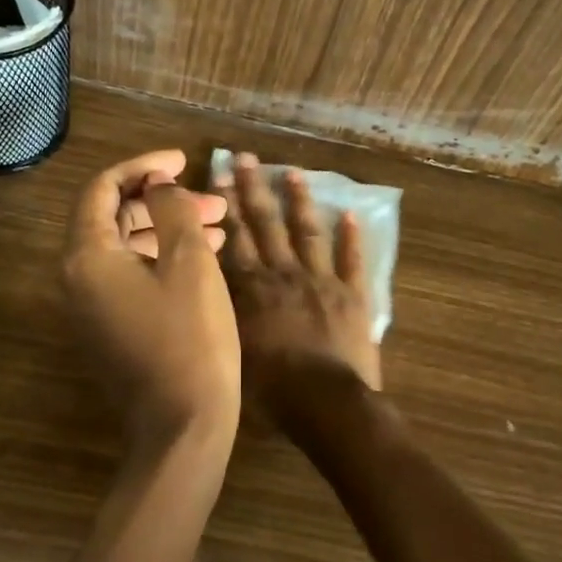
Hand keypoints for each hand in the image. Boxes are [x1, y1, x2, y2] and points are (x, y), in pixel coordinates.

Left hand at [63, 150, 239, 454]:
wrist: (184, 429)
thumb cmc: (191, 338)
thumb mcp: (189, 261)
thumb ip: (171, 209)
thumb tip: (158, 184)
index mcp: (88, 257)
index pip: (103, 189)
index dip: (143, 166)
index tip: (183, 160)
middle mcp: (79, 279)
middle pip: (114, 217)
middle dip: (163, 201)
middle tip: (211, 201)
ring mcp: (92, 307)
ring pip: (127, 247)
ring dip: (168, 229)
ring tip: (219, 226)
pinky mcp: (111, 328)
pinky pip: (132, 276)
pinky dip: (163, 259)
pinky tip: (205, 257)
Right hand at [215, 152, 381, 426]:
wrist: (325, 404)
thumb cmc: (272, 390)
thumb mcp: (231, 351)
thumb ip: (223, 313)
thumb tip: (209, 285)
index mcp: (253, 289)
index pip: (235, 238)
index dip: (227, 206)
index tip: (221, 176)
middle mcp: (284, 274)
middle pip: (266, 224)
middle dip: (254, 189)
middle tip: (247, 157)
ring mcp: (322, 281)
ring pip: (308, 232)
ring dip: (300, 201)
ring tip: (293, 173)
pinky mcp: (352, 295)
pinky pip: (352, 260)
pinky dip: (352, 237)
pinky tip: (350, 213)